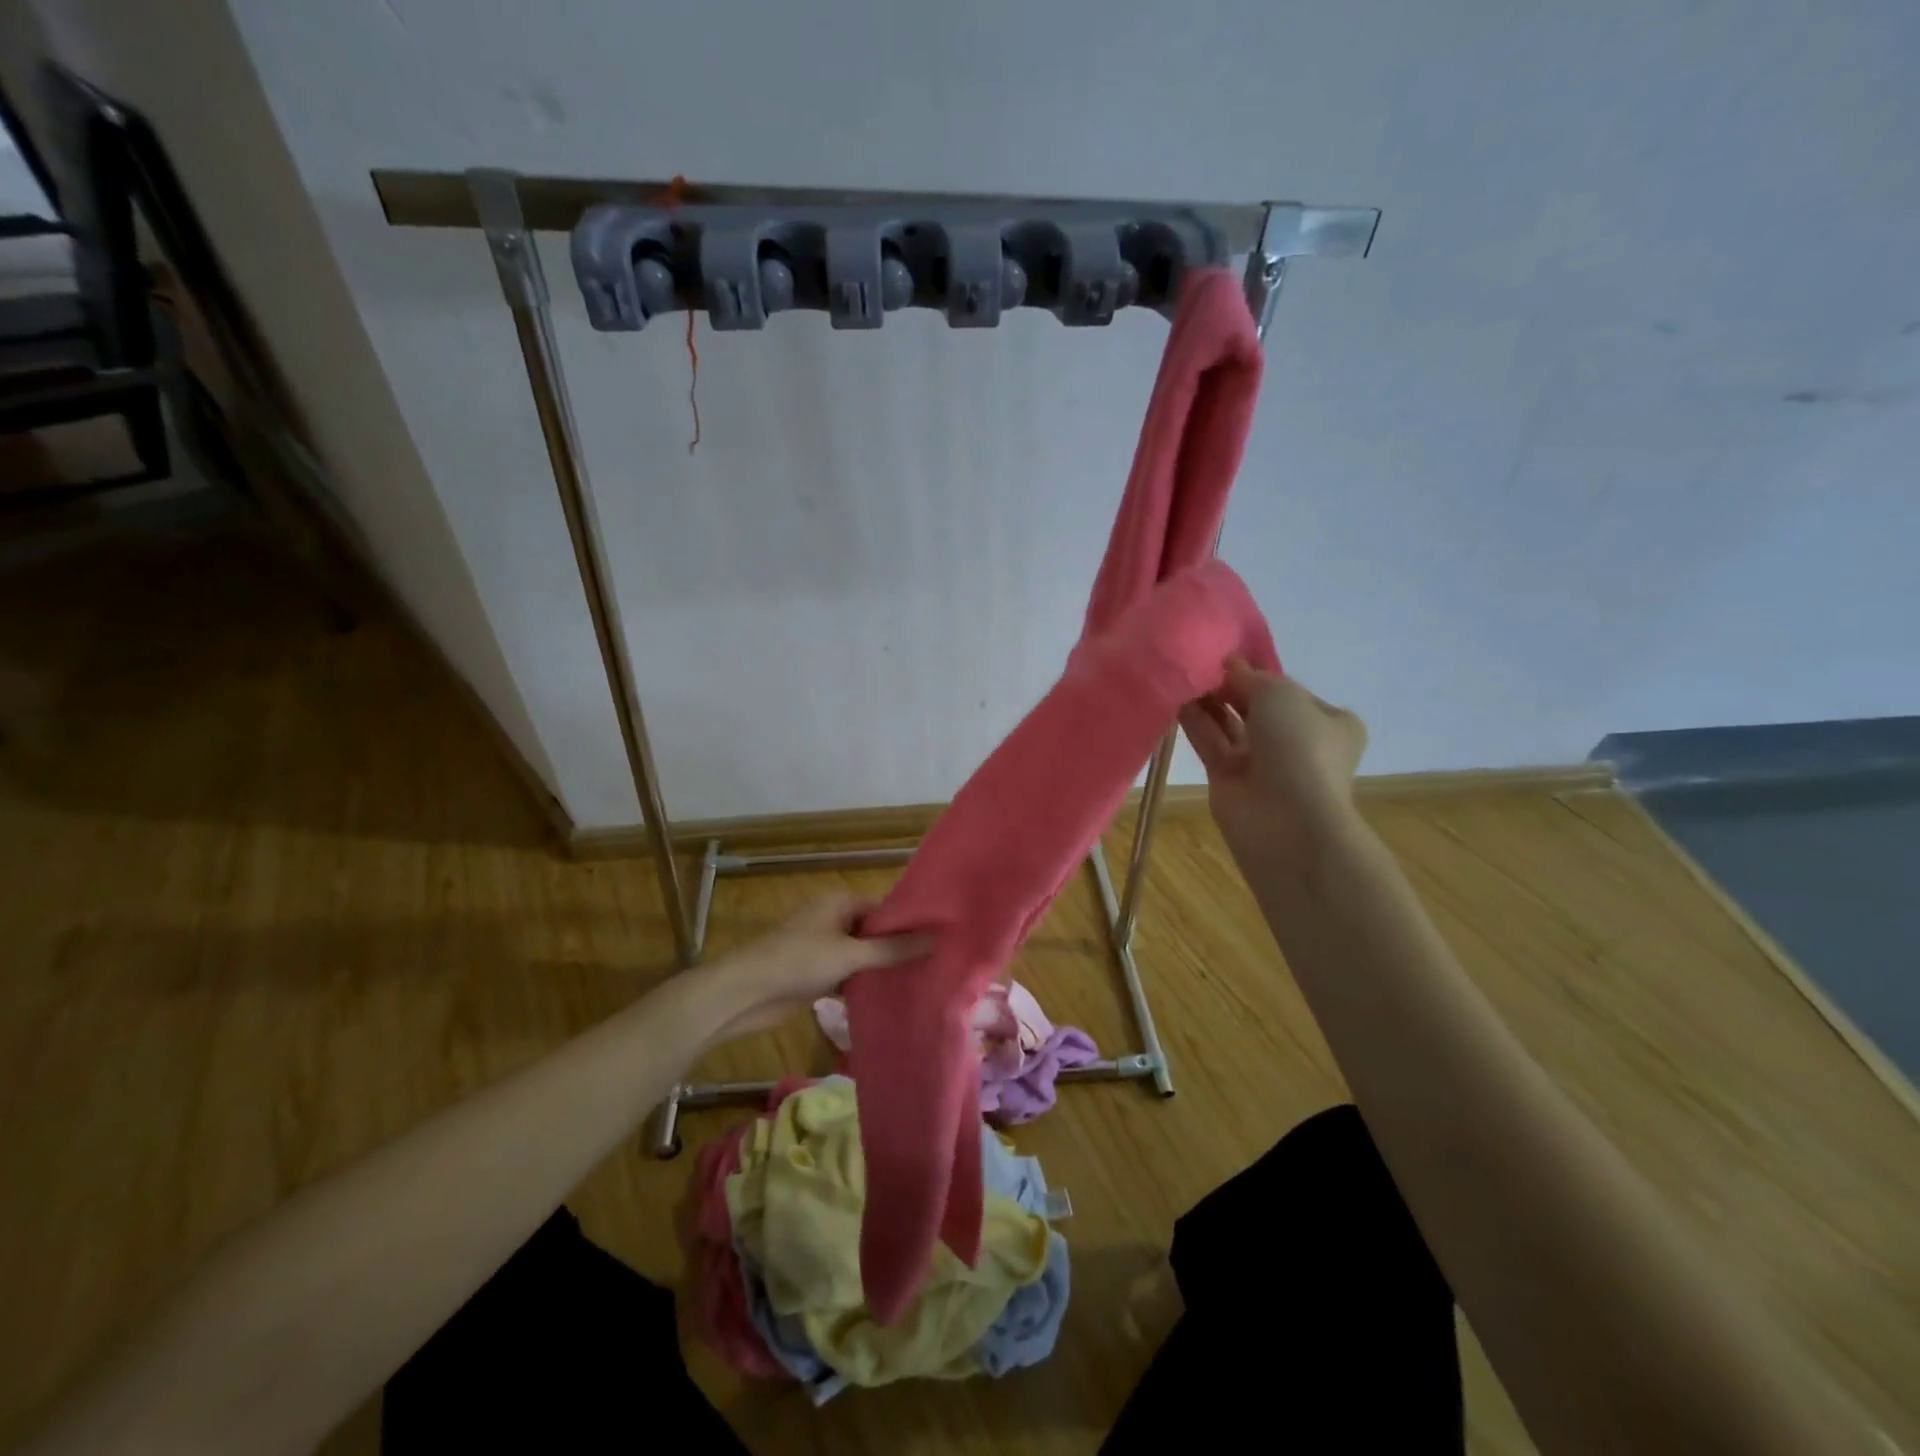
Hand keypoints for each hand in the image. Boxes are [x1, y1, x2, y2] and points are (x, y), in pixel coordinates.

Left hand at [702, 893, 930, 1042]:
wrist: (745, 993)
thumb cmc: (799, 961)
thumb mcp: (851, 954)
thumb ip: (893, 949)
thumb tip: (936, 938)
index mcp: (839, 902)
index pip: (883, 908)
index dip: (907, 922)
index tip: (938, 939)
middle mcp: (831, 919)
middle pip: (872, 932)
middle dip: (896, 948)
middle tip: (934, 965)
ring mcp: (821, 947)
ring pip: (860, 955)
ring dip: (880, 968)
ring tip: (919, 982)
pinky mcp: (813, 974)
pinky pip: (846, 974)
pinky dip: (862, 984)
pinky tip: (887, 998)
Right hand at [1178, 657, 1367, 869]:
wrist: (1285, 819)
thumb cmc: (1299, 747)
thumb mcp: (1280, 694)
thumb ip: (1250, 676)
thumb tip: (1229, 664)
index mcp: (1329, 722)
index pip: (1289, 690)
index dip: (1259, 672)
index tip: (1228, 656)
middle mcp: (1297, 742)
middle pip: (1256, 706)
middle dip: (1230, 686)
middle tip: (1199, 663)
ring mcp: (1261, 763)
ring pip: (1230, 724)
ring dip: (1208, 701)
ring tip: (1182, 675)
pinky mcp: (1229, 778)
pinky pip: (1209, 742)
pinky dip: (1194, 722)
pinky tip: (1174, 698)